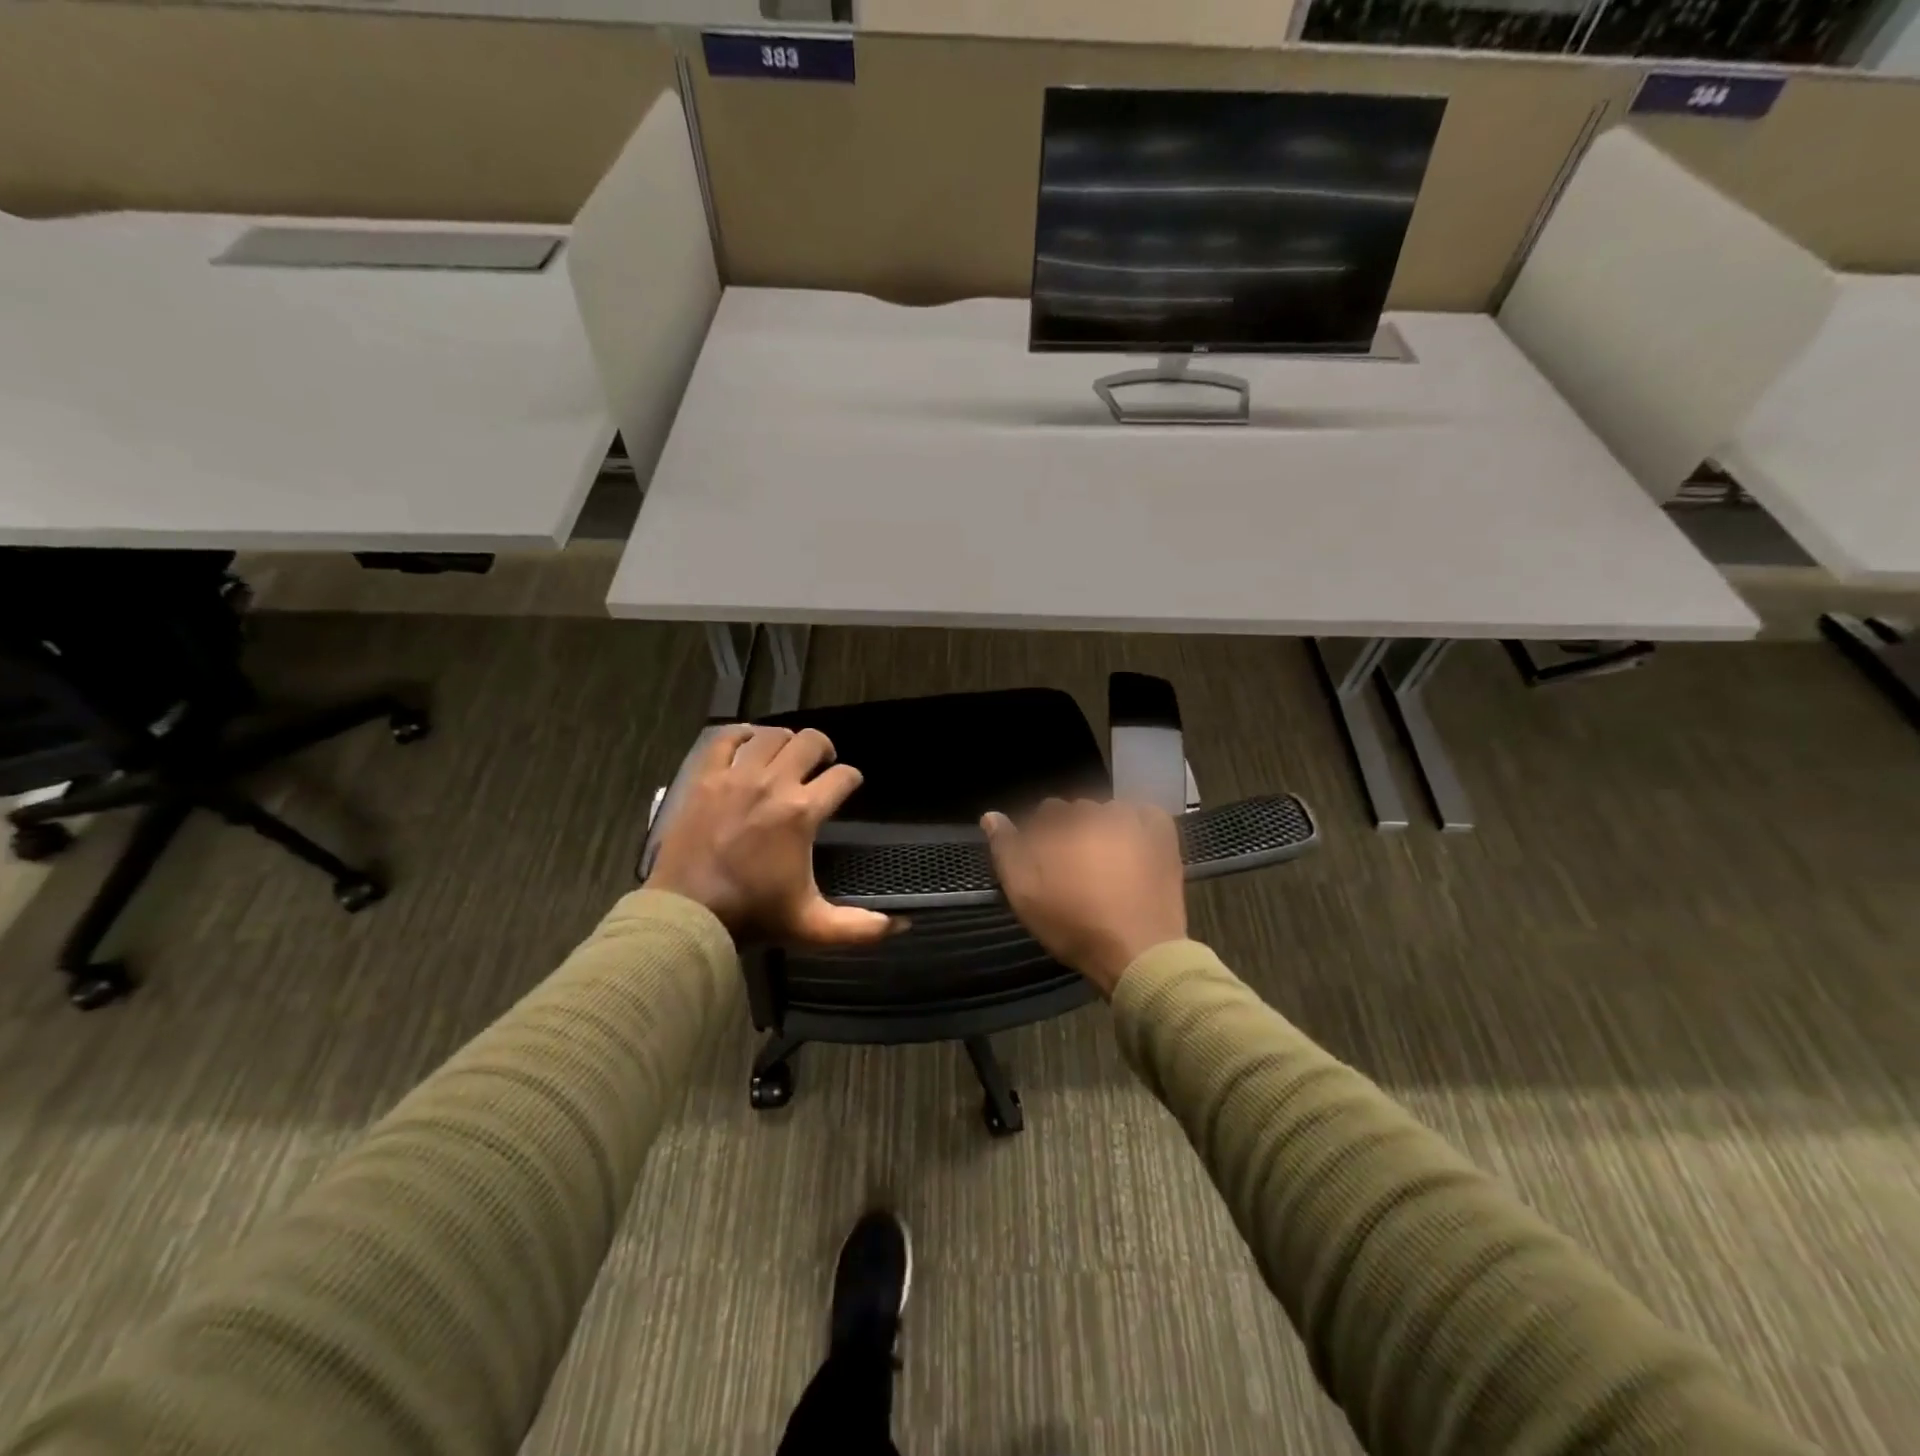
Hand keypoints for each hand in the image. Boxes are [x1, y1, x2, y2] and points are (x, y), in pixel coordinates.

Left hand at [647, 725, 901, 946]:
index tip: (850, 784)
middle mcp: (774, 784)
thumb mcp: (812, 925)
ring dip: (786, 740)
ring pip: (771, 735)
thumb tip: (901, 925)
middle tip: (822, 764)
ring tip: (787, 755)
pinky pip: (725, 739)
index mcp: (802, 812)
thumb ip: (859, 928)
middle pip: (810, 742)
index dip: (852, 777)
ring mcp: (736, 777)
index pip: (842, 777)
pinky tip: (749, 742)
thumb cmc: (754, 915)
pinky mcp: (705, 778)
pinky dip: (741, 734)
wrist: (688, 914)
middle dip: (824, 748)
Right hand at [981, 798, 1186, 996]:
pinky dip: (1138, 824)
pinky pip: (1145, 815)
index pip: (1045, 812)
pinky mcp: (1163, 837)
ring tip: (1106, 865)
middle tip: (1075, 870)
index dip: (1042, 837)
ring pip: (1111, 813)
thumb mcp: (1024, 893)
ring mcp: (1135, 821)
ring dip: (1104, 829)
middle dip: (1072, 832)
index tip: (1046, 865)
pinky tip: (1133, 847)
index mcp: (1063, 822)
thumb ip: (1005, 849)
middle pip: (1078, 811)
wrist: (1138, 952)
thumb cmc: (1074, 923)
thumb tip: (991, 815)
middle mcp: (1098, 811)